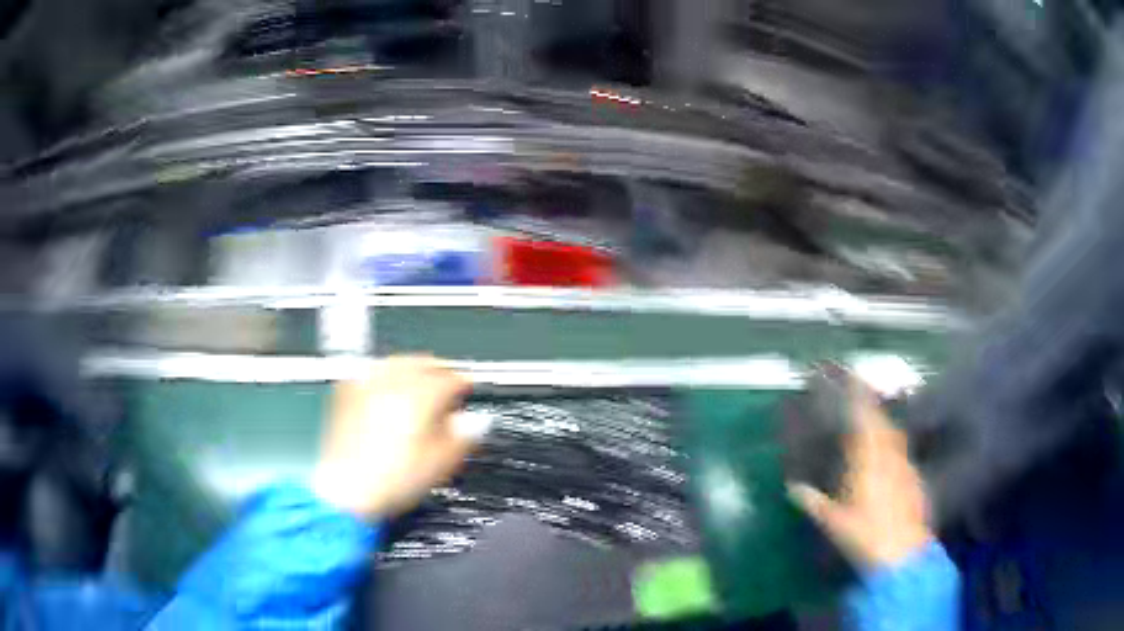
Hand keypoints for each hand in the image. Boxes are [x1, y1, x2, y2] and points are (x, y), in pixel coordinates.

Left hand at [311, 355, 474, 519]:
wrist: (348, 491)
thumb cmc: (392, 482)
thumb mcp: (440, 464)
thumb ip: (464, 437)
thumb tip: (477, 421)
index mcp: (420, 397)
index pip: (451, 378)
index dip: (464, 383)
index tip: (468, 389)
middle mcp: (392, 383)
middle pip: (422, 362)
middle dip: (438, 370)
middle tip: (448, 382)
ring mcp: (366, 386)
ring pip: (395, 361)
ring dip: (412, 367)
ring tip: (420, 380)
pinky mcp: (347, 394)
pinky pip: (371, 371)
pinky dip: (384, 374)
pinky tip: (388, 385)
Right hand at [787, 374, 933, 568]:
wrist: (902, 554)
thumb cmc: (865, 535)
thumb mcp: (834, 522)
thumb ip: (814, 503)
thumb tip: (793, 489)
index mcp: (869, 460)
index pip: (864, 419)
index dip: (858, 396)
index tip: (852, 376)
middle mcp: (890, 456)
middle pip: (883, 422)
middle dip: (872, 406)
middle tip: (861, 396)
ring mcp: (906, 466)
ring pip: (895, 436)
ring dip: (884, 425)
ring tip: (873, 423)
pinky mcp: (915, 479)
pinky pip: (903, 453)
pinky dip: (893, 448)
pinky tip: (888, 459)